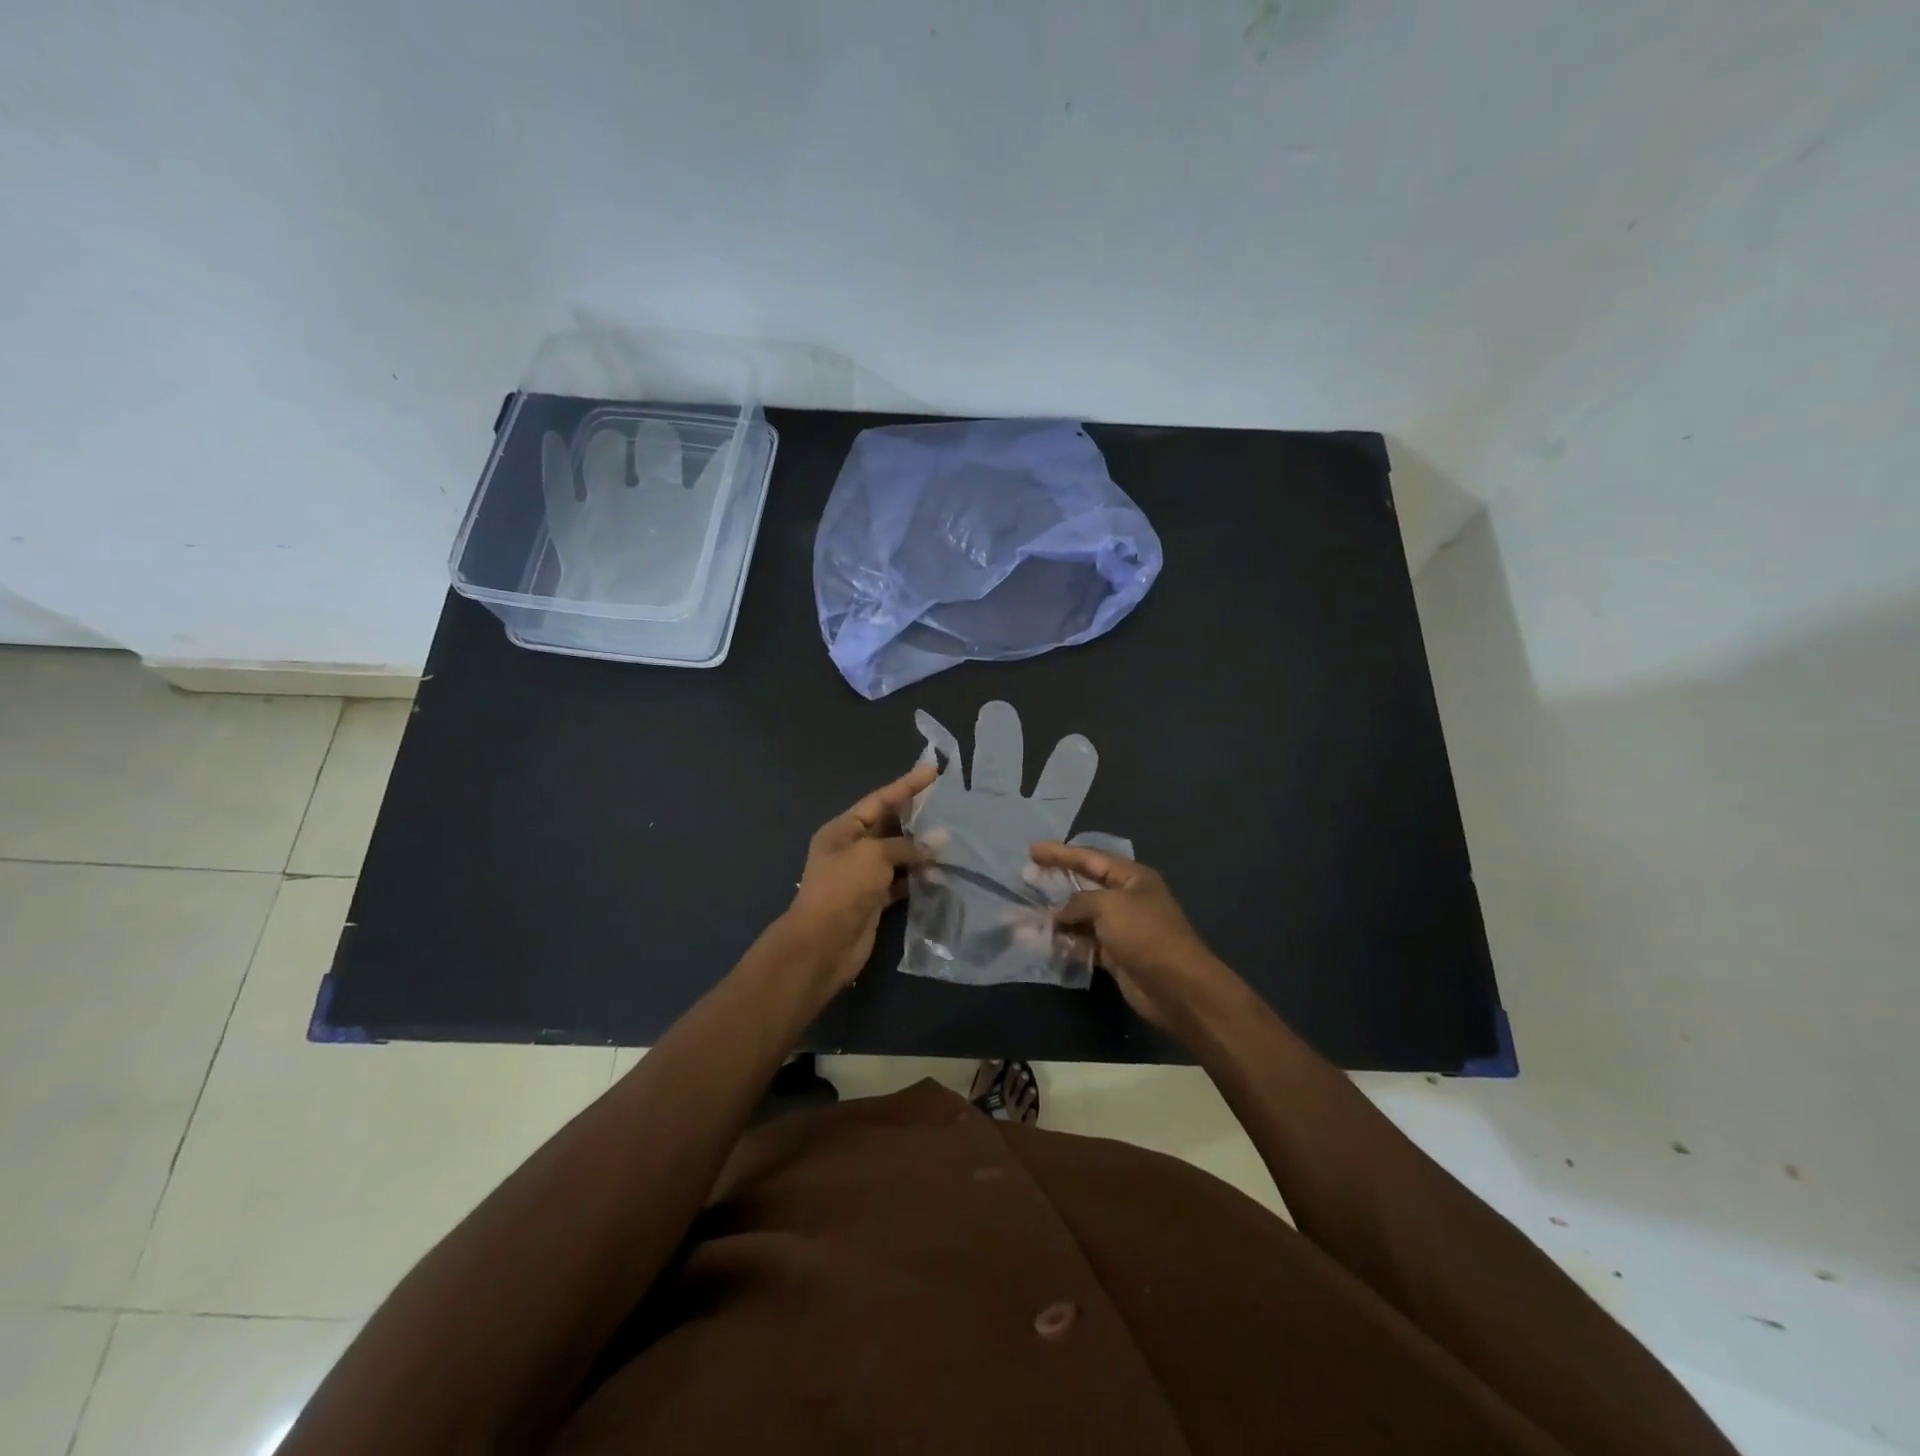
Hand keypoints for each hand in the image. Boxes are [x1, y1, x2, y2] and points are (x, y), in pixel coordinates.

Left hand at [782, 763, 935, 991]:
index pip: (879, 800)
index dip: (906, 785)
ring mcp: (862, 876)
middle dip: (916, 818)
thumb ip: (904, 846)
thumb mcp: (873, 855)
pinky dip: (917, 878)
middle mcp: (851, 849)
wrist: (823, 944)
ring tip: (951, 841)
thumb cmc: (843, 888)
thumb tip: (932, 847)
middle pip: (888, 826)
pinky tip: (939, 874)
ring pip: (897, 856)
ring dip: (920, 850)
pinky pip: (900, 882)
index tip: (931, 771)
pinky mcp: (873, 901)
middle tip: (948, 806)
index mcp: (843, 830)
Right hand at [1029, 842, 1234, 1032]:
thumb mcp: (1109, 906)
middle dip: (1057, 883)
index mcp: (1132, 878)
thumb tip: (1060, 914)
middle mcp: (1127, 899)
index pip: (1090, 858)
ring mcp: (1122, 928)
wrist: (1177, 987)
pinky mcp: (1116, 955)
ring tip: (1028, 915)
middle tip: (1027, 878)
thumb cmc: (1145, 934)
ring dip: (1058, 917)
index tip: (1032, 850)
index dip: (1060, 853)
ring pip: (1082, 917)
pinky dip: (1067, 942)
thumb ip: (1079, 902)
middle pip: (1085, 886)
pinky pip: (1085, 943)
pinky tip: (1046, 942)